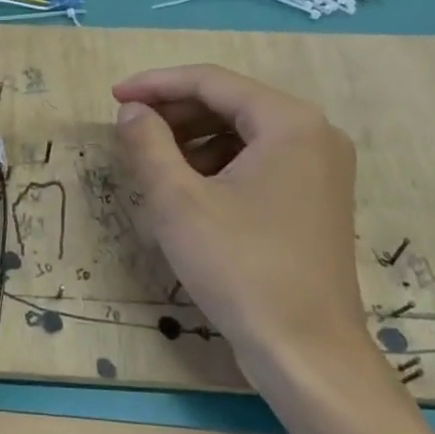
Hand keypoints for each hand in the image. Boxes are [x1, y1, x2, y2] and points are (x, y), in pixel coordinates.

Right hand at [113, 65, 371, 391]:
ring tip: (152, 162)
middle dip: (175, 113)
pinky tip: (188, 190)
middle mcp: (314, 134)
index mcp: (289, 122)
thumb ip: (148, 143)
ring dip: (193, 139)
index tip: (114, 97)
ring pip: (243, 133)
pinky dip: (219, 164)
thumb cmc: (240, 267)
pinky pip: (259, 161)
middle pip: (231, 103)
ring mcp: (320, 168)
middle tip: (129, 129)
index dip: (157, 84)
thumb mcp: (178, 201)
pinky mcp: (315, 198)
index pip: (212, 82)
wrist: (306, 351)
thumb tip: (131, 111)